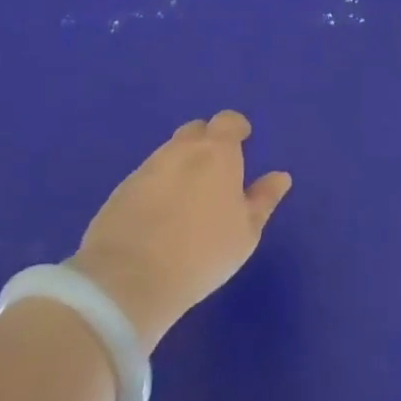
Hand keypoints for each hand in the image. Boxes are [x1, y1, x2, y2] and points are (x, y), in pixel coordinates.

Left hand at [67, 111, 290, 352]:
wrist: (129, 280)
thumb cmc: (202, 252)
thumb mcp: (246, 232)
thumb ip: (263, 199)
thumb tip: (280, 177)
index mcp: (217, 152)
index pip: (228, 121)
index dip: (236, 129)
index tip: (242, 143)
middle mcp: (180, 150)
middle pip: (195, 131)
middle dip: (206, 142)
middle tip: (215, 172)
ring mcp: (147, 168)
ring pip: (169, 153)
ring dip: (181, 165)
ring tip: (188, 198)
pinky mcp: (120, 190)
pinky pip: (147, 177)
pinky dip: (158, 186)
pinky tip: (160, 215)